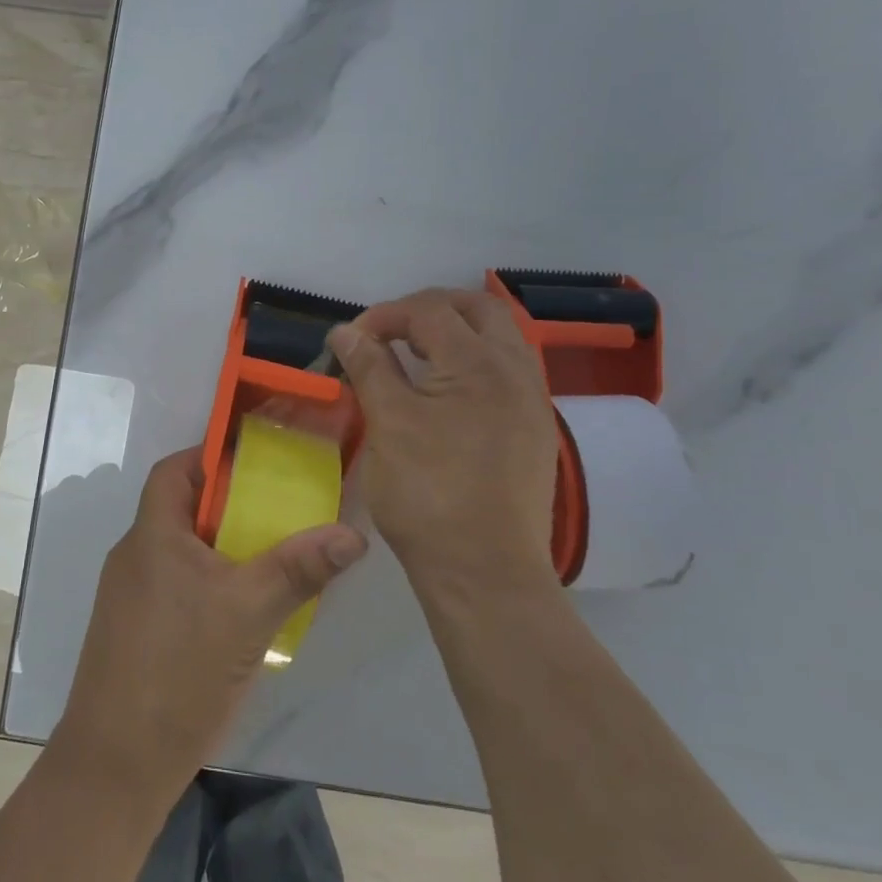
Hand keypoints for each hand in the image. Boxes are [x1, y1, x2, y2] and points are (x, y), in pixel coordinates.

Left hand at [53, 447, 366, 796]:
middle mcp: (135, 556)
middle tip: (280, 512)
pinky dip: (210, 585)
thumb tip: (353, 534)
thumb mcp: (248, 613)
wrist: (116, 765)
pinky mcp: (135, 632)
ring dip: (223, 550)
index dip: (211, 457)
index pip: (175, 470)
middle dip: (229, 506)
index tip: (257, 463)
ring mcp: (131, 597)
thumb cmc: (178, 669)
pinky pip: (177, 587)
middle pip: (183, 510)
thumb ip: (299, 568)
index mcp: (152, 534)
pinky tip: (244, 613)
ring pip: (183, 553)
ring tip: (272, 559)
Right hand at [326, 287, 558, 598]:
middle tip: (390, 331)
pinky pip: (508, 370)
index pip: (430, 311)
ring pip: (500, 337)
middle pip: (478, 309)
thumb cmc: (429, 494)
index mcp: (479, 363)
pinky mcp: (534, 429)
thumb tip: (346, 332)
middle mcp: (516, 370)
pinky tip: (447, 390)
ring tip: (416, 355)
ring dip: (457, 332)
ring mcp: (532, 401)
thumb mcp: (388, 424)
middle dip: (429, 309)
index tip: (351, 340)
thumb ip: (370, 368)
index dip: (385, 315)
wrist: (485, 572)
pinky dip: (474, 361)